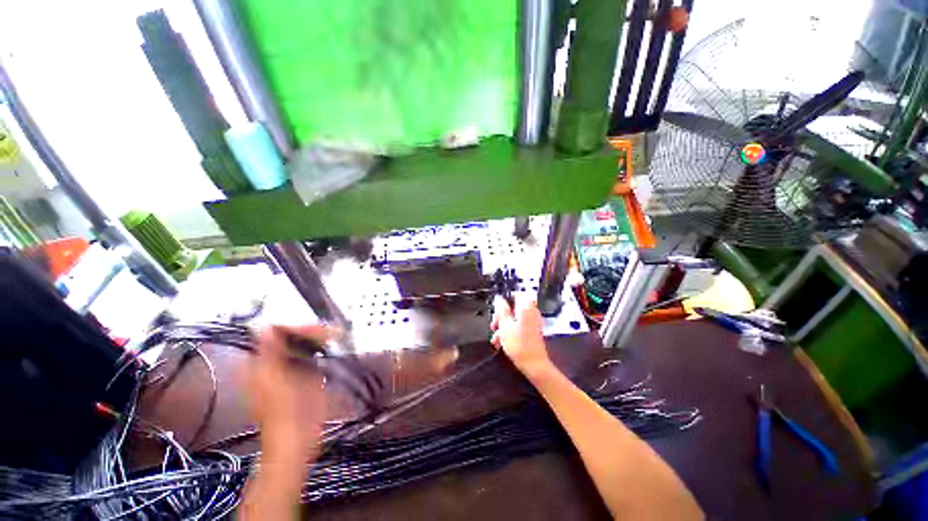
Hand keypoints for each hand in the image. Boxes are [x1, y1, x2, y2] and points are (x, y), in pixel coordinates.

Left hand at [245, 325, 334, 462]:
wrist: (298, 438)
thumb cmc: (283, 410)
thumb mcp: (274, 378)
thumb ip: (269, 351)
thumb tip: (264, 325)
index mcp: (258, 363)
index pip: (273, 334)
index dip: (293, 328)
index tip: (315, 327)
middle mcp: (272, 363)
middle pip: (290, 337)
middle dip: (310, 332)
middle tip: (331, 331)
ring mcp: (290, 369)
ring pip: (303, 344)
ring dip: (318, 338)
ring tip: (336, 334)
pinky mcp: (305, 375)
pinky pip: (312, 354)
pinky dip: (322, 347)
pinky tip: (333, 344)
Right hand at [490, 296, 552, 378]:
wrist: (535, 365)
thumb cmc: (519, 344)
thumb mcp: (505, 326)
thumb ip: (501, 310)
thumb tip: (498, 298)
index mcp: (526, 307)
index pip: (514, 295)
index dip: (503, 301)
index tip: (495, 311)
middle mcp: (532, 312)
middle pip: (513, 308)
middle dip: (501, 316)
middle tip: (493, 325)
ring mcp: (533, 322)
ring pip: (514, 318)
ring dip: (503, 326)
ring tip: (495, 338)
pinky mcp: (532, 332)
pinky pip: (519, 327)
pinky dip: (510, 332)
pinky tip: (501, 342)